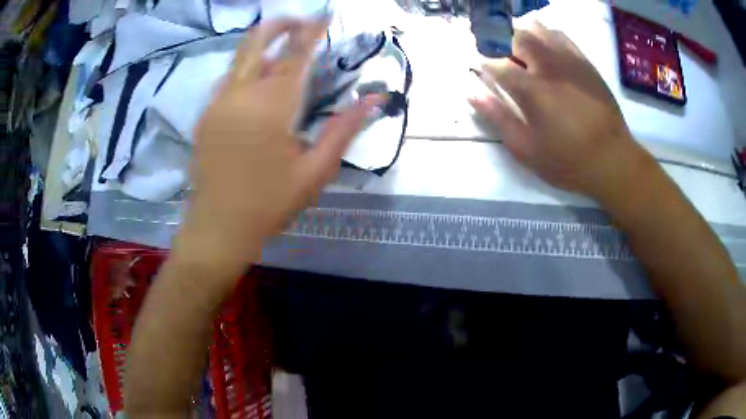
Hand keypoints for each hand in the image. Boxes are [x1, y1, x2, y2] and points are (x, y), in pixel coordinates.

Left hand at [176, 19, 383, 285]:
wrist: (219, 227)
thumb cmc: (270, 203)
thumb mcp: (316, 170)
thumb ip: (345, 128)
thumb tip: (375, 98)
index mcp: (273, 105)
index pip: (296, 53)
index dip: (312, 30)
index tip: (325, 15)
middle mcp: (241, 94)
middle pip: (256, 41)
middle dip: (280, 25)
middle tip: (300, 23)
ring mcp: (217, 103)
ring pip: (238, 57)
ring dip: (260, 44)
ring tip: (280, 45)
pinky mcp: (205, 115)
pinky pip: (226, 79)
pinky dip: (244, 67)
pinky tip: (255, 79)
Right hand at [469, 22, 651, 198]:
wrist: (613, 160)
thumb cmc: (568, 161)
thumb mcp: (527, 150)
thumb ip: (498, 119)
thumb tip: (471, 94)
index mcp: (530, 89)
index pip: (495, 63)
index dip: (482, 63)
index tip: (477, 68)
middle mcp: (547, 67)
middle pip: (514, 38)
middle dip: (498, 42)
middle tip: (496, 54)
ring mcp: (568, 61)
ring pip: (537, 30)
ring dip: (521, 35)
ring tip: (518, 49)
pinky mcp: (584, 63)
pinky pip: (561, 36)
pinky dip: (546, 35)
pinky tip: (544, 46)